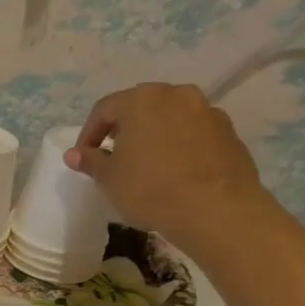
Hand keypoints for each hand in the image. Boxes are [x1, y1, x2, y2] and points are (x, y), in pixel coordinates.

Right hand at [64, 83, 274, 247]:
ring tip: (146, 163)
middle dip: (123, 129)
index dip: (89, 133)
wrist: (216, 209)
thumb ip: (90, 161)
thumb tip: (75, 154)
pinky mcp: (229, 133)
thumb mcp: (108, 178)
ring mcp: (207, 112)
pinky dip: (180, 145)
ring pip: (170, 118)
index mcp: (141, 100)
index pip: (104, 109)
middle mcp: (176, 95)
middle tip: (113, 155)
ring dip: (154, 134)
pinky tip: (175, 171)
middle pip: (140, 107)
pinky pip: (194, 133)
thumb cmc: (150, 188)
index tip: (83, 157)